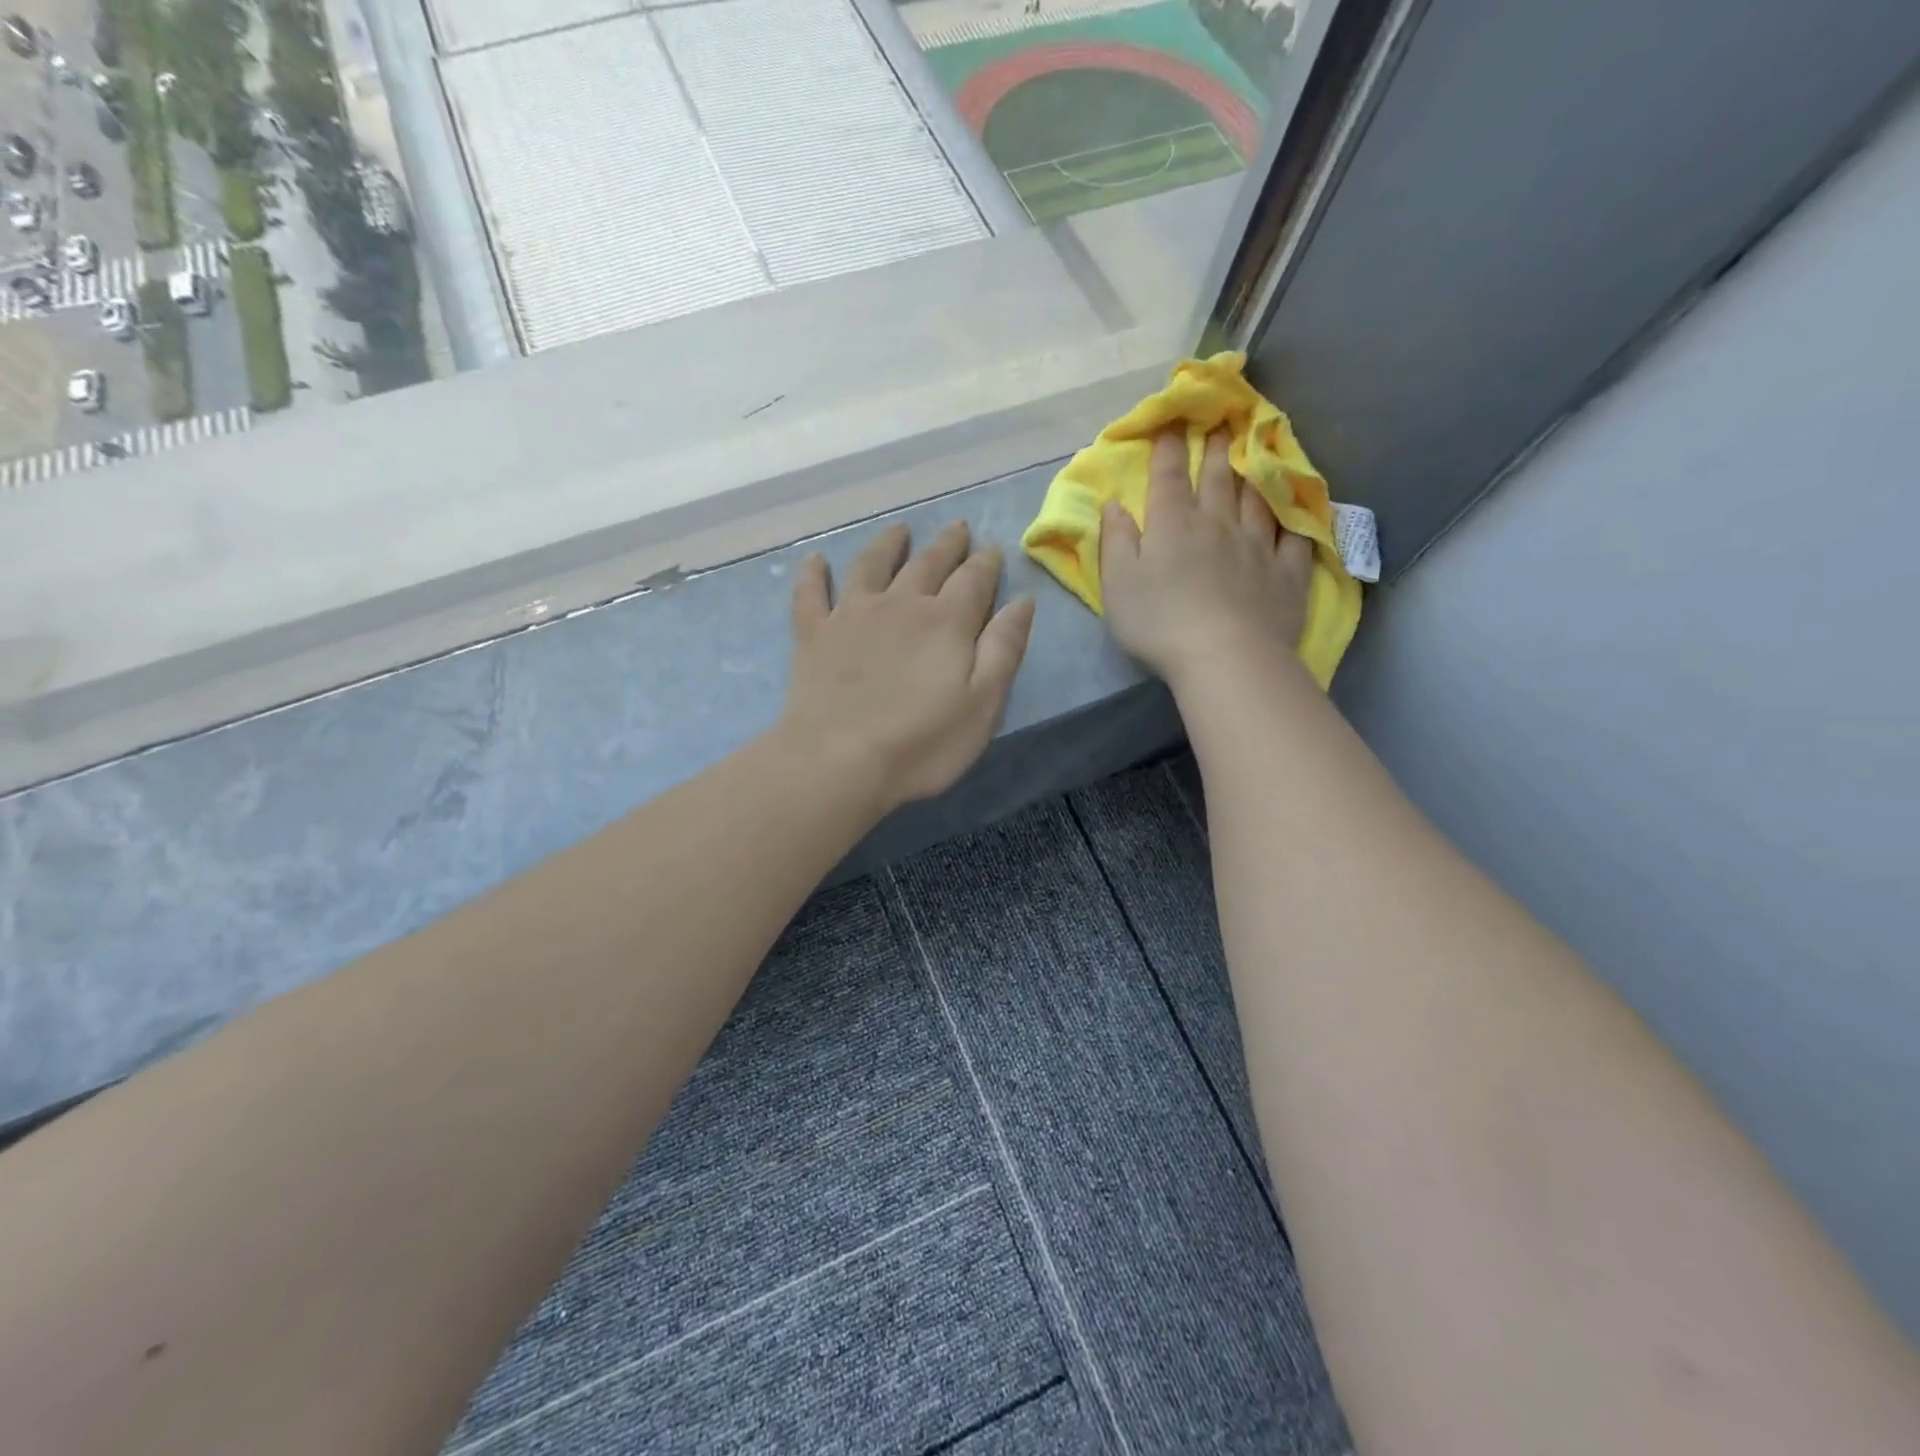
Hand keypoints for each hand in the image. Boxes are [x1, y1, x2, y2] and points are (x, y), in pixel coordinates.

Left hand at [779, 520, 1035, 812]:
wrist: (838, 761)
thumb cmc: (921, 743)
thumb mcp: (982, 704)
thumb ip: (1003, 649)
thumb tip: (1022, 601)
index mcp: (946, 622)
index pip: (973, 580)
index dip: (986, 563)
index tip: (993, 548)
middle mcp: (900, 604)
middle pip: (927, 563)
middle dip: (947, 544)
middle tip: (958, 527)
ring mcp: (852, 615)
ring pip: (871, 565)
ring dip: (888, 544)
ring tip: (900, 529)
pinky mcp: (814, 635)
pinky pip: (811, 593)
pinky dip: (813, 574)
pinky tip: (816, 560)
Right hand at [1101, 431, 1313, 691]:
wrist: (1225, 656)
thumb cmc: (1159, 622)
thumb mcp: (1118, 584)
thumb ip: (1115, 541)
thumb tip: (1114, 504)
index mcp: (1173, 525)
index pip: (1169, 477)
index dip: (1169, 448)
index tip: (1172, 424)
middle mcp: (1218, 524)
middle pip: (1218, 479)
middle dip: (1216, 450)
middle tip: (1222, 426)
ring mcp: (1258, 545)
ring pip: (1257, 499)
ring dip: (1253, 474)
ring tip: (1255, 453)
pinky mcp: (1287, 572)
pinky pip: (1294, 537)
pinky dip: (1293, 519)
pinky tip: (1294, 510)